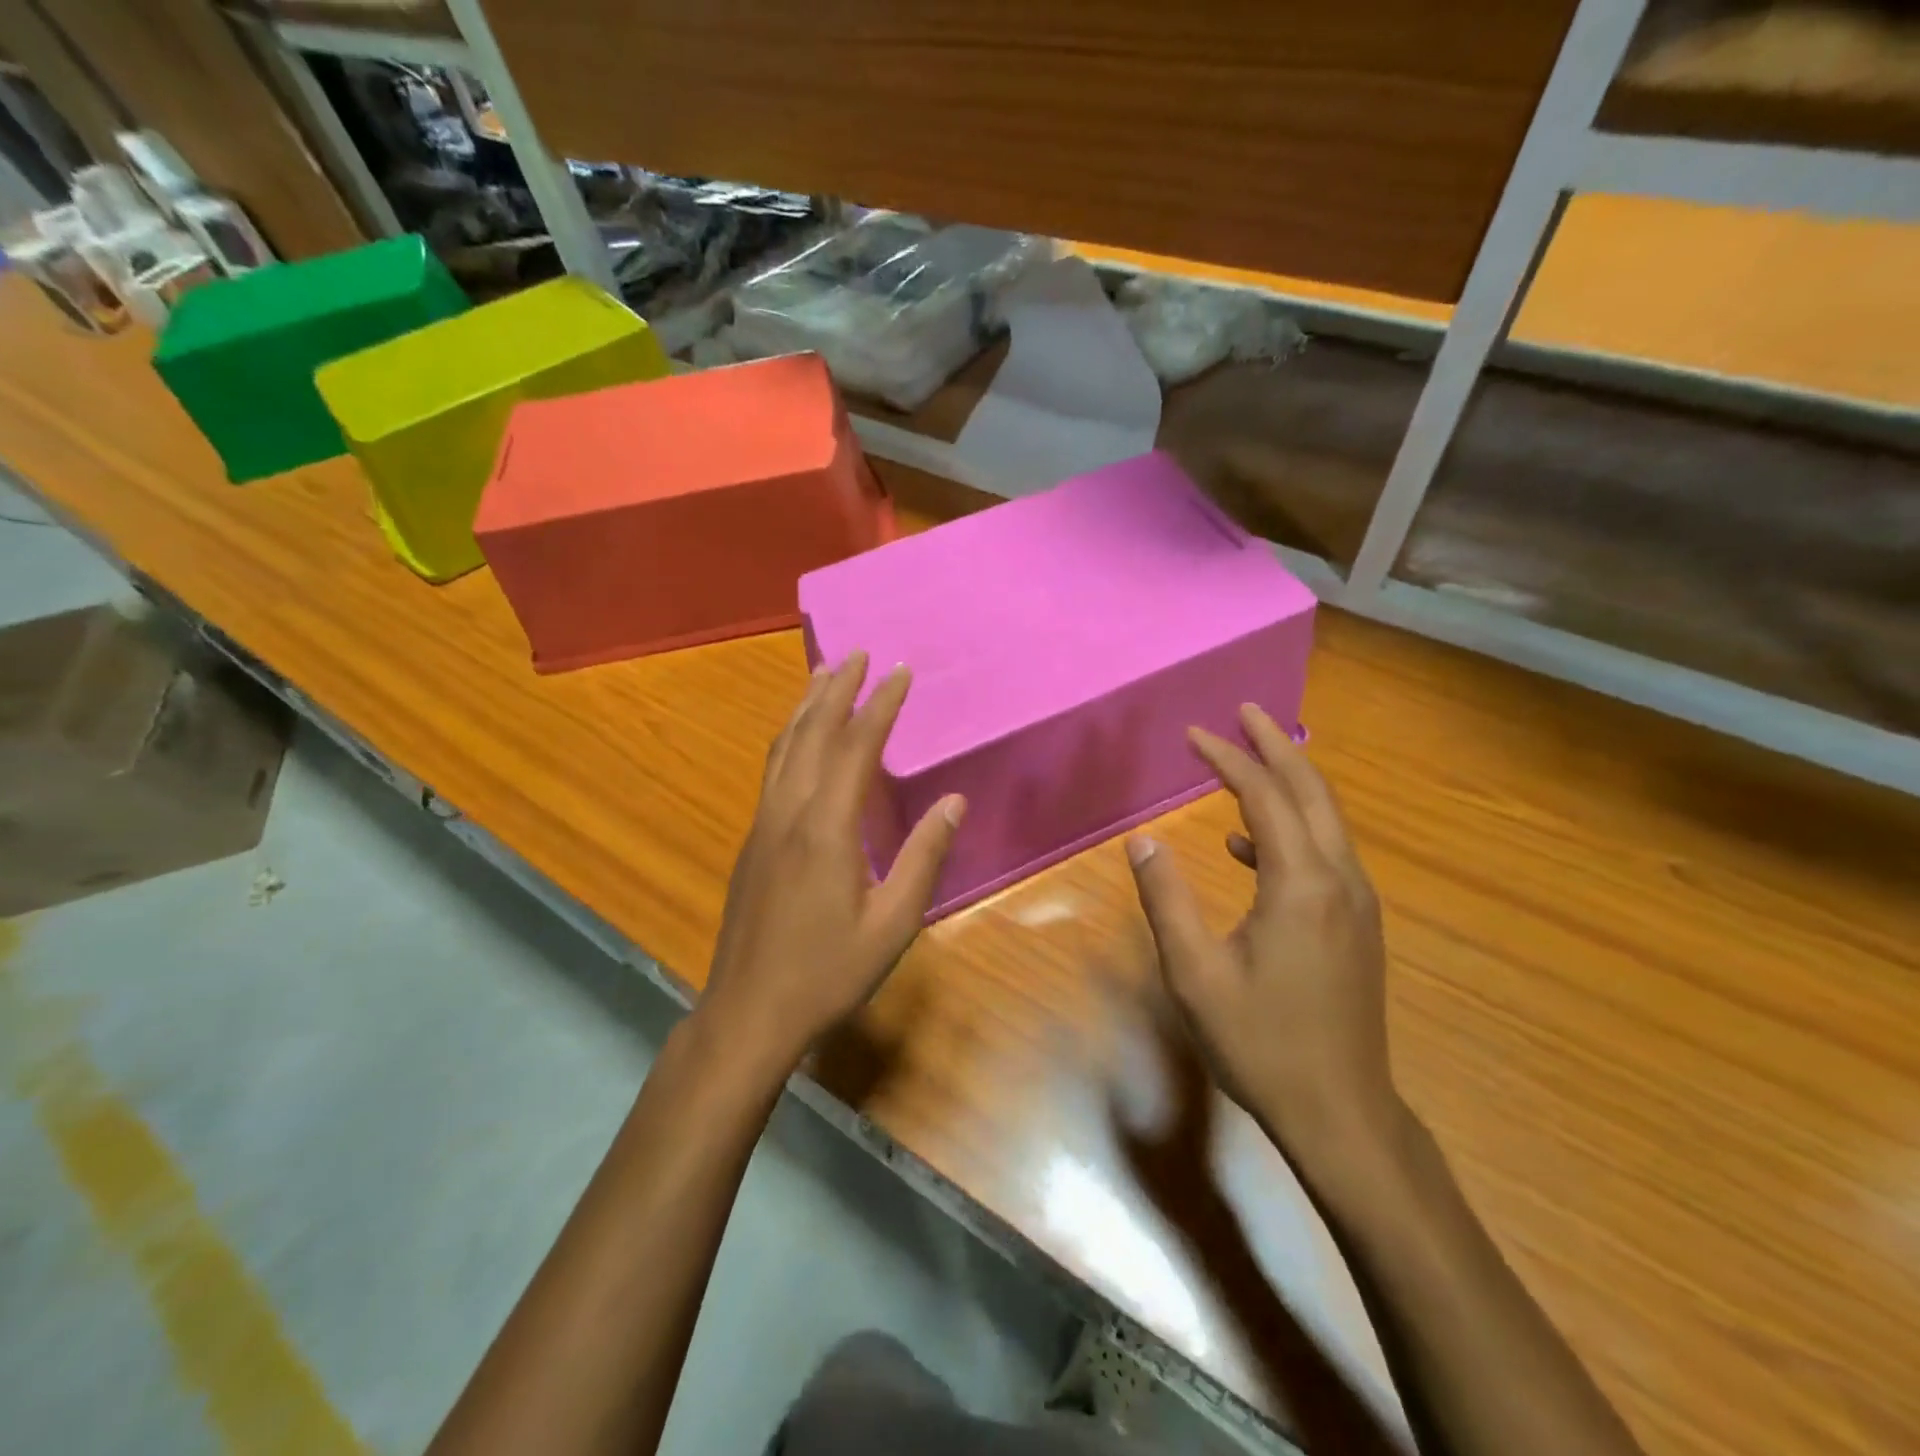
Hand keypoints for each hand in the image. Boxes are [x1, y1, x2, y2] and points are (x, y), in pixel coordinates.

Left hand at [697, 651, 964, 1075]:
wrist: (748, 1012)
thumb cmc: (828, 972)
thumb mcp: (893, 924)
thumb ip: (924, 857)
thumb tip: (954, 801)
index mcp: (827, 828)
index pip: (856, 748)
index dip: (879, 705)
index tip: (899, 671)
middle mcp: (789, 813)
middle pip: (812, 734)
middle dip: (836, 689)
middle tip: (856, 653)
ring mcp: (763, 825)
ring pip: (783, 748)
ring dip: (806, 706)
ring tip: (823, 674)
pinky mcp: (752, 841)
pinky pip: (772, 770)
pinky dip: (789, 737)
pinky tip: (797, 738)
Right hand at [1126, 704, 1399, 1171]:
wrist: (1342, 1112)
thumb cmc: (1261, 1043)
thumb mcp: (1195, 973)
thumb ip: (1166, 899)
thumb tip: (1142, 840)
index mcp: (1301, 884)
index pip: (1264, 796)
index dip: (1228, 758)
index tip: (1193, 733)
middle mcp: (1339, 880)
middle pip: (1311, 791)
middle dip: (1276, 745)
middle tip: (1244, 711)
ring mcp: (1356, 902)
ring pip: (1325, 819)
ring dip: (1287, 781)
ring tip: (1246, 759)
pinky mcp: (1356, 924)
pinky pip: (1324, 853)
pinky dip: (1288, 830)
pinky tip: (1246, 846)